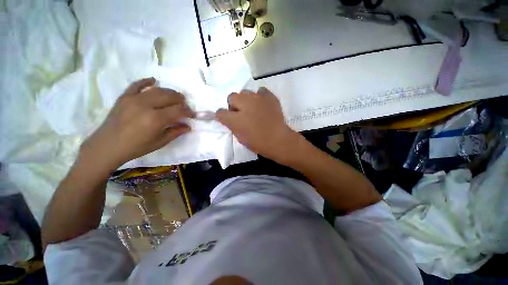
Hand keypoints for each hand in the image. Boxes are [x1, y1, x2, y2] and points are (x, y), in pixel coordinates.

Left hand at [80, 78, 193, 170]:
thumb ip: (176, 132)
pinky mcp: (124, 97)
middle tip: (184, 105)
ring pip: (157, 90)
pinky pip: (136, 85)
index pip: (178, 110)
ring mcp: (134, 99)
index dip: (188, 111)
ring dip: (169, 92)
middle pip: (169, 96)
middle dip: (180, 100)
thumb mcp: (160, 142)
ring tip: (174, 97)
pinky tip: (154, 80)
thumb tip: (188, 126)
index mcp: (156, 119)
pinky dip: (146, 81)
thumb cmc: (137, 147)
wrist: (108, 146)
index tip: (192, 114)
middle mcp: (146, 106)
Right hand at [216, 87, 299, 162]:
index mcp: (235, 119)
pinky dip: (260, 96)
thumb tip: (231, 119)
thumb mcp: (241, 138)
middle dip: (234, 105)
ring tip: (253, 108)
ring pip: (245, 92)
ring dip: (246, 100)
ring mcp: (258, 99)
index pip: (220, 112)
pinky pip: (261, 91)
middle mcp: (244, 105)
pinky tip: (263, 104)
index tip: (229, 119)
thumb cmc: (259, 143)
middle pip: (232, 97)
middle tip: (242, 113)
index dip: (223, 115)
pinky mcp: (269, 97)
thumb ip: (233, 126)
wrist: (279, 140)